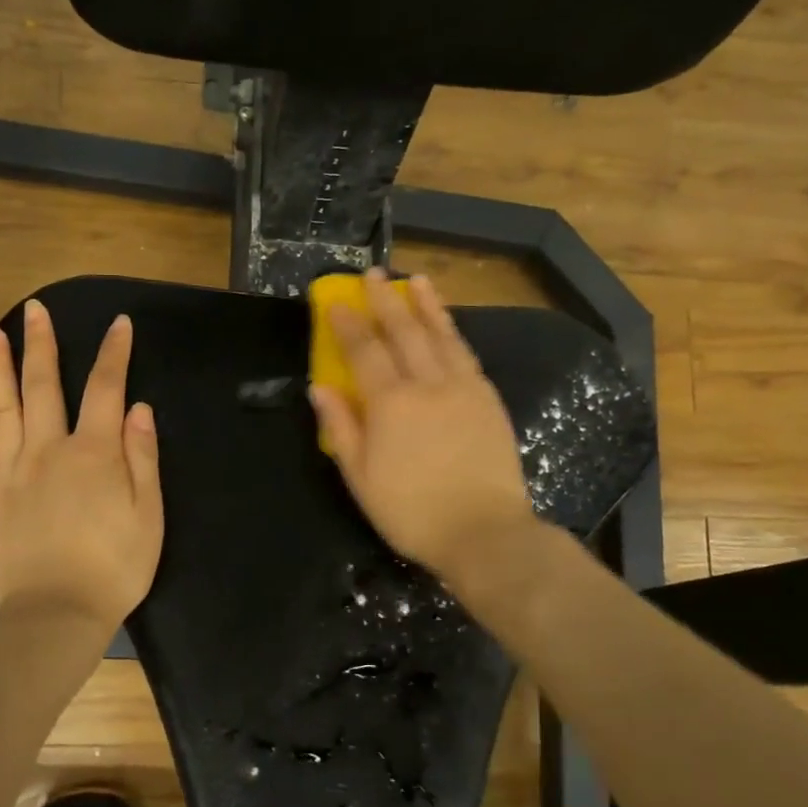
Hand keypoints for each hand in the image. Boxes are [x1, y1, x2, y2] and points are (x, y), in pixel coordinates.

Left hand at [0, 299, 162, 627]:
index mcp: (93, 453)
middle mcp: (47, 451)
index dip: (114, 353)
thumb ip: (142, 456)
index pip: (105, 388)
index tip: (120, 323)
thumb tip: (138, 407)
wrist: (56, 616)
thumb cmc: (114, 567)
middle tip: (33, 309)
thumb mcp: (148, 514)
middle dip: (41, 344)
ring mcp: (11, 473)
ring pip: (2, 409)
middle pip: (43, 386)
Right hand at [310, 269, 534, 582]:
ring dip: (427, 306)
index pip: (364, 350)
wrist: (485, 532)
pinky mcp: (488, 400)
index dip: (348, 323)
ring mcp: (464, 388)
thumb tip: (319, 387)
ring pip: (442, 336)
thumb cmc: (412, 511)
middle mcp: (428, 384)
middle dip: (386, 301)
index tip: (336, 301)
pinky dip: (454, 333)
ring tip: (417, 281)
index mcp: (391, 403)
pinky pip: (466, 355)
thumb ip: (340, 427)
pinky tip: (448, 327)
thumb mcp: (361, 477)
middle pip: (404, 332)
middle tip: (375, 275)